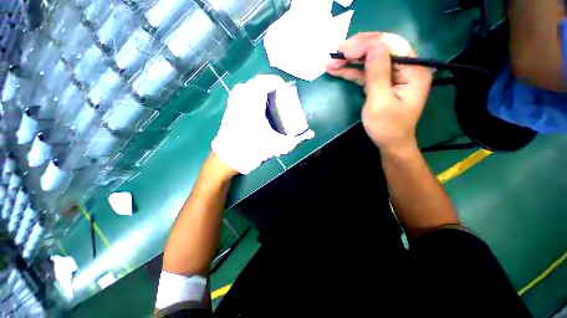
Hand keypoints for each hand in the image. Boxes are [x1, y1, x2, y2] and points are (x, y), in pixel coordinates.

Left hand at [212, 75, 313, 174]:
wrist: (228, 159)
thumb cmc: (252, 150)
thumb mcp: (277, 146)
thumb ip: (295, 141)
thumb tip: (310, 135)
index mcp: (253, 105)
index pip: (264, 82)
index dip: (276, 81)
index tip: (285, 88)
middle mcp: (241, 100)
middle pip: (255, 82)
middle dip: (269, 84)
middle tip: (279, 94)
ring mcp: (233, 104)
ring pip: (245, 86)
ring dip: (257, 88)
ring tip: (267, 97)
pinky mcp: (229, 110)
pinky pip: (239, 94)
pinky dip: (248, 93)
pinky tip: (255, 105)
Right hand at [326, 33, 432, 151]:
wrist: (390, 143)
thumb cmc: (387, 127)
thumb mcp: (380, 102)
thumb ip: (378, 73)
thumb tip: (373, 45)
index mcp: (413, 71)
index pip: (390, 46)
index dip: (367, 44)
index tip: (344, 49)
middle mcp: (406, 68)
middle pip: (380, 50)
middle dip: (357, 49)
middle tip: (336, 51)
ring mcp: (394, 75)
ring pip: (371, 60)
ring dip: (351, 60)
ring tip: (331, 61)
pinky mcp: (382, 83)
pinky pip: (367, 72)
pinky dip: (352, 71)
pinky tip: (337, 70)